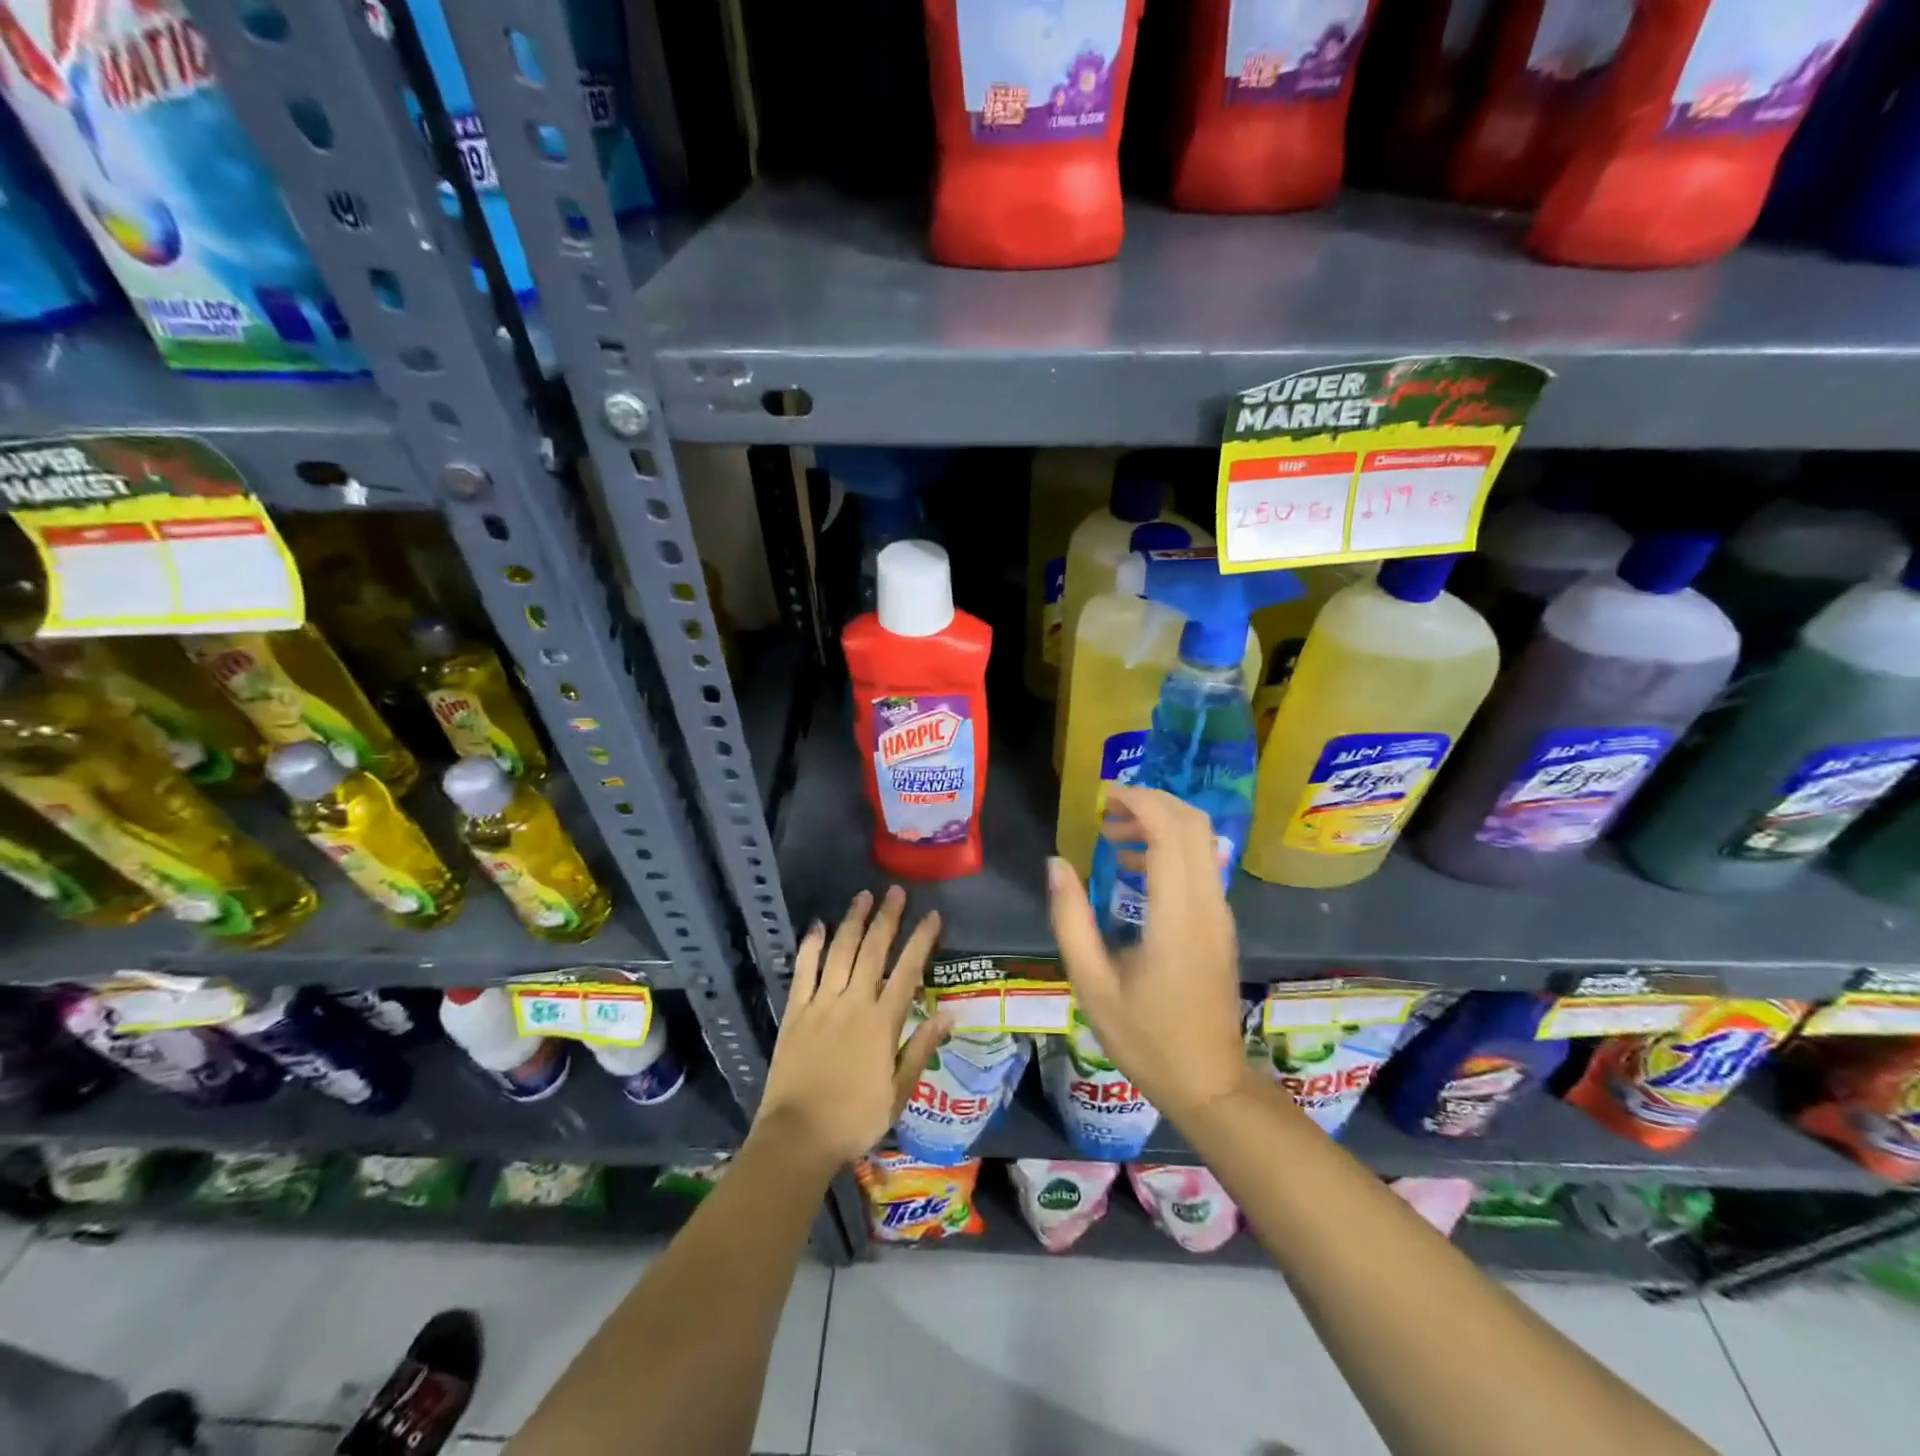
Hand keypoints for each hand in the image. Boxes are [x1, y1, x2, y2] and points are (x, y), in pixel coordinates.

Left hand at [751, 887, 946, 1175]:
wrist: (798, 1137)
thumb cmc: (855, 1120)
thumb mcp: (899, 1092)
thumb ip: (921, 1049)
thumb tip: (949, 1015)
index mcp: (882, 1022)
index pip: (907, 971)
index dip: (921, 941)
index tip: (932, 916)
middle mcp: (853, 1003)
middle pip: (873, 950)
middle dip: (887, 918)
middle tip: (896, 891)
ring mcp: (821, 1004)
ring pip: (840, 952)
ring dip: (853, 922)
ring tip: (863, 896)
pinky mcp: (795, 1012)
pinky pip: (803, 971)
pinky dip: (811, 946)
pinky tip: (817, 926)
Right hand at [1047, 785, 1252, 1123]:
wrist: (1209, 1082)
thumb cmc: (1145, 1038)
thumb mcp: (1092, 983)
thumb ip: (1070, 919)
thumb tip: (1055, 864)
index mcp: (1176, 915)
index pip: (1170, 830)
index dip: (1138, 801)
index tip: (1102, 797)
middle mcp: (1206, 904)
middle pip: (1192, 824)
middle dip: (1150, 803)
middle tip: (1106, 812)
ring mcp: (1219, 913)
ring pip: (1201, 841)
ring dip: (1160, 825)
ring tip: (1112, 840)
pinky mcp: (1220, 924)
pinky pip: (1201, 865)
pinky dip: (1170, 849)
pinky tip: (1133, 872)